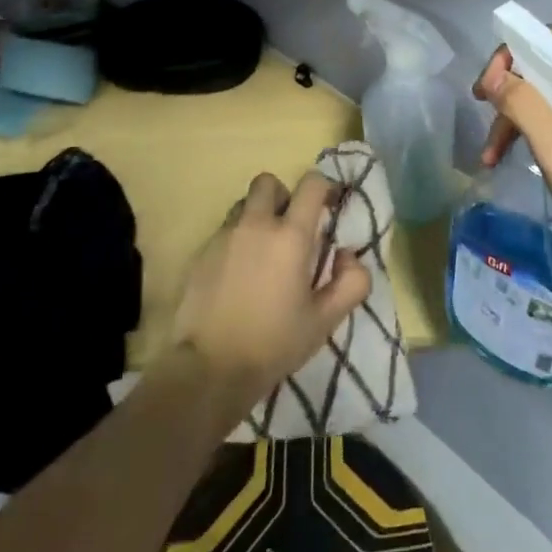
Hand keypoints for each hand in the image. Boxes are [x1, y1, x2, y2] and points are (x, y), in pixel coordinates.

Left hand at [172, 171, 371, 413]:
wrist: (209, 370)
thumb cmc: (273, 343)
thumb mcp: (324, 321)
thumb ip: (351, 283)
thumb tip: (348, 255)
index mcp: (290, 235)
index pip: (311, 184)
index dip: (324, 188)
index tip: (329, 207)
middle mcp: (256, 224)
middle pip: (269, 182)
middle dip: (283, 196)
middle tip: (290, 227)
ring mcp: (224, 237)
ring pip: (243, 205)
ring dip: (257, 216)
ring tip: (262, 250)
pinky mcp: (201, 254)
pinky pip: (224, 231)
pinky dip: (236, 240)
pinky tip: (239, 274)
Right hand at [475, 31, 551, 269]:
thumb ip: (524, 105)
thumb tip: (493, 75)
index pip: (549, 41)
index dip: (511, 57)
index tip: (486, 90)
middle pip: (546, 66)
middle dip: (510, 93)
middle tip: (482, 116)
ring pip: (548, 92)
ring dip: (516, 117)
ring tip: (490, 154)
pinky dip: (533, 129)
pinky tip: (508, 154)